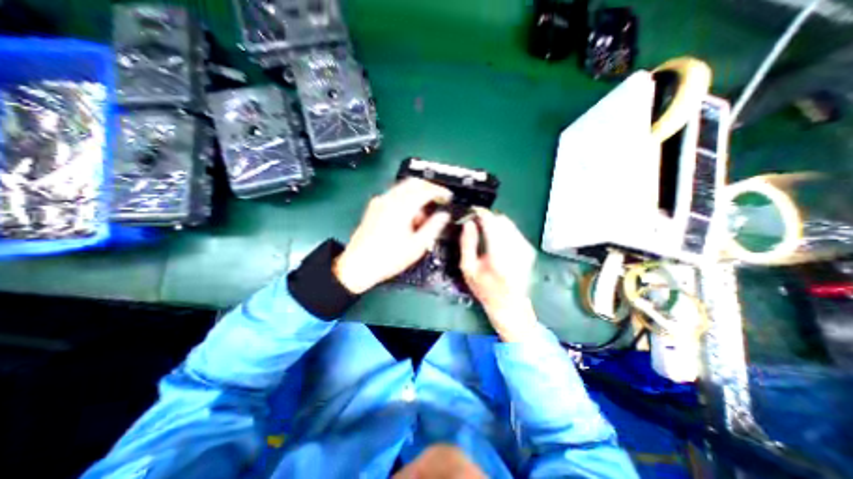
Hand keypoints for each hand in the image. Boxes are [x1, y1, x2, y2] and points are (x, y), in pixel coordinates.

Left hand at [332, 177, 452, 292]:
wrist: (357, 265)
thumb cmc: (388, 258)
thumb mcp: (416, 246)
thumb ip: (433, 227)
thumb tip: (444, 215)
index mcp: (401, 207)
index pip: (425, 190)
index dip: (439, 191)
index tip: (447, 196)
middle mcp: (389, 199)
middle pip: (413, 182)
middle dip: (428, 189)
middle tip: (438, 201)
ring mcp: (379, 202)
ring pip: (403, 188)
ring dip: (416, 196)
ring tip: (422, 217)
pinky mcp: (374, 207)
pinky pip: (394, 196)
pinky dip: (405, 200)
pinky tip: (408, 218)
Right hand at [460, 209, 537, 339]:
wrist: (510, 305)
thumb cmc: (485, 289)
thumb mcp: (468, 269)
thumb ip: (467, 244)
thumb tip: (469, 223)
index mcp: (498, 254)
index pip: (491, 222)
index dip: (480, 213)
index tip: (471, 211)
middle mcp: (515, 248)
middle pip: (501, 220)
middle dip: (487, 218)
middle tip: (476, 224)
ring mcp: (525, 248)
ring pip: (508, 223)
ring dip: (495, 223)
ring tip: (485, 233)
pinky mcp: (529, 249)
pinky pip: (514, 231)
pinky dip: (503, 230)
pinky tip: (496, 241)